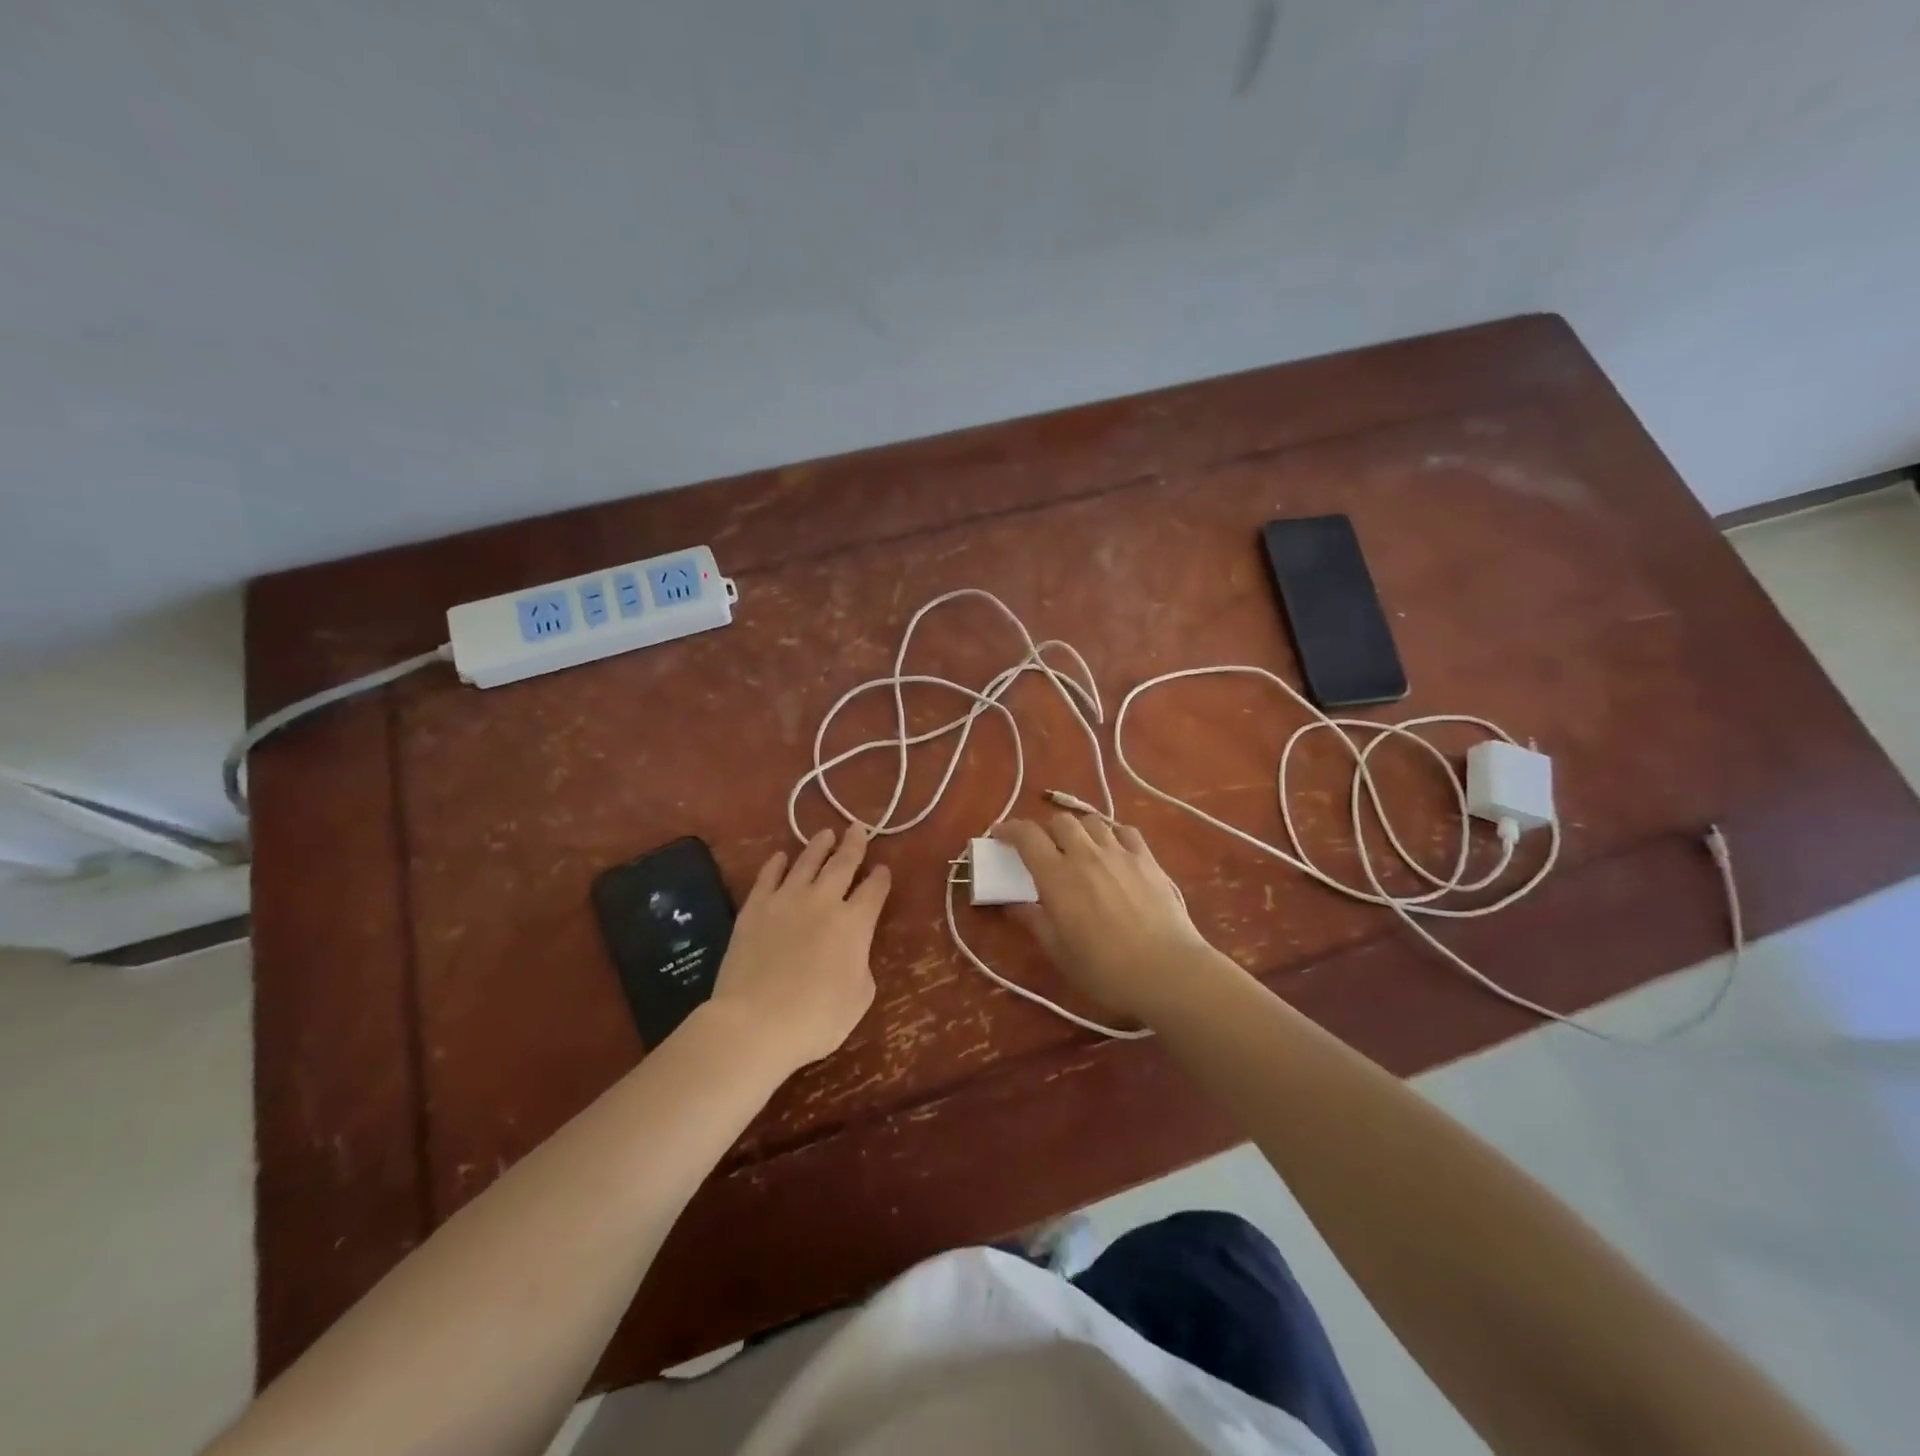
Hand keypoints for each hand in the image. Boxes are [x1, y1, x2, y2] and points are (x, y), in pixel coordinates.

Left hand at [706, 826, 890, 1074]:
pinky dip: (776, 864)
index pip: (874, 891)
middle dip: (854, 845)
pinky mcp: (754, 909)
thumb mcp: (859, 997)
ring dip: (818, 846)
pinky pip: (768, 877)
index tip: (883, 869)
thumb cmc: (816, 1019)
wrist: (755, 1023)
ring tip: (825, 834)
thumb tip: (853, 949)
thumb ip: (861, 964)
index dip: (881, 879)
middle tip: (858, 828)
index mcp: (855, 924)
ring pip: (806, 862)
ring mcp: (785, 900)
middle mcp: (823, 901)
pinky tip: (780, 857)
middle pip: (843, 864)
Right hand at [993, 814, 1230, 1024]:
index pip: (1026, 836)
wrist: (1167, 970)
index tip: (999, 834)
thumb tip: (1013, 905)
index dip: (1009, 829)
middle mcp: (1085, 854)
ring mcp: (1119, 853)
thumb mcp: (1059, 951)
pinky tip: (1113, 849)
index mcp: (1057, 876)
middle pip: (1060, 821)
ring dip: (1078, 830)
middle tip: (1043, 849)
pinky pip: (1125, 831)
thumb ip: (1034, 921)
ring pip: (1092, 821)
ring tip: (1079, 847)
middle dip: (1046, 830)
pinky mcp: (1147, 859)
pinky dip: (1112, 834)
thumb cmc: (1104, 968)